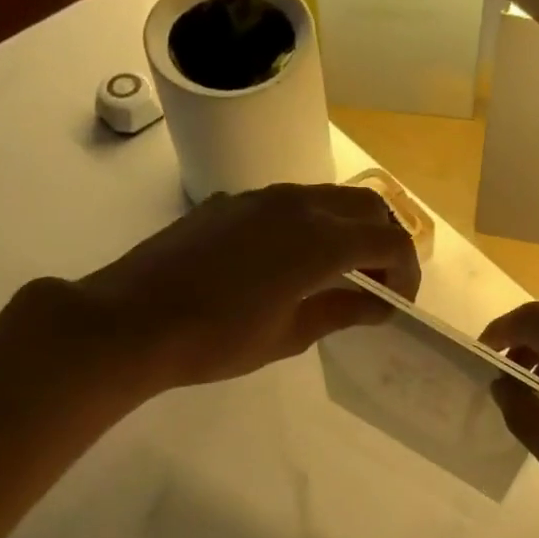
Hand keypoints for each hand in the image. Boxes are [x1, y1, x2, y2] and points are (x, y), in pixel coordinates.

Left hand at [80, 183, 420, 387]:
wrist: (132, 320)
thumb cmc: (216, 339)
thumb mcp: (288, 335)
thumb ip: (340, 312)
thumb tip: (377, 306)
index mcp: (319, 240)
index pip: (389, 241)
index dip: (406, 272)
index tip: (400, 303)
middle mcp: (296, 204)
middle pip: (366, 205)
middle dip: (385, 241)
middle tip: (379, 284)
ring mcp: (260, 198)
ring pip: (326, 198)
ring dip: (348, 229)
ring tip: (341, 273)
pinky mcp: (231, 203)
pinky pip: (289, 203)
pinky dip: (311, 225)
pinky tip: (291, 263)